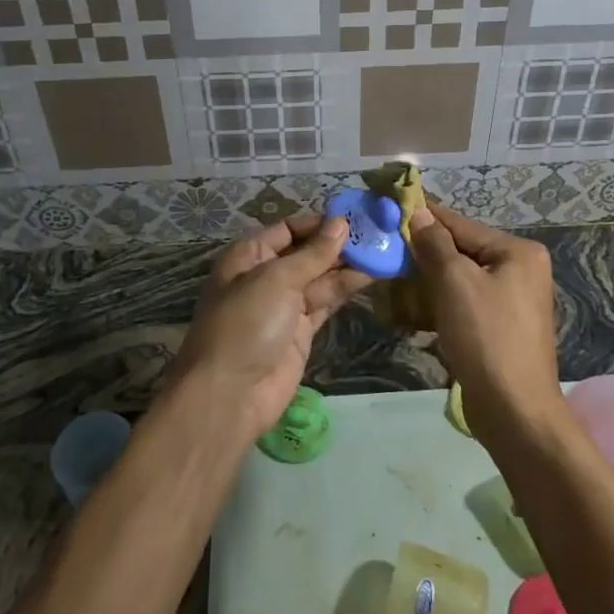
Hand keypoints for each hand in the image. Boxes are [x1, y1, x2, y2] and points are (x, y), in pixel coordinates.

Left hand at [172, 215, 370, 436]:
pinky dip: (345, 289)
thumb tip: (341, 224)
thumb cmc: (246, 324)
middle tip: (378, 233)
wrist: (230, 395)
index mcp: (249, 256)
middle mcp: (266, 276)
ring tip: (383, 251)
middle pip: (306, 252)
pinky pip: (325, 302)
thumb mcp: (277, 280)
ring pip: (320, 278)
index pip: (288, 229)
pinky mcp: (300, 331)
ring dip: (348, 266)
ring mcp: (284, 305)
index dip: (319, 223)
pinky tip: (371, 276)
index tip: (354, 218)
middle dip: (338, 244)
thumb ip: (313, 254)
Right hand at [408, 203, 561, 446]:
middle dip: (424, 254)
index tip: (392, 206)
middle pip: (462, 252)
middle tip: (385, 248)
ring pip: (460, 280)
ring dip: (427, 282)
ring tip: (392, 279)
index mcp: (518, 253)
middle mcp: (520, 271)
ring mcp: (512, 302)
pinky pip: (464, 305)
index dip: (426, 218)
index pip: (462, 225)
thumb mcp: (455, 283)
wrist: (514, 411)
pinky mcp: (500, 329)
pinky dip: (439, 305)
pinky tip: (411, 311)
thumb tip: (418, 213)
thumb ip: (435, 244)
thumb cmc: (486, 337)